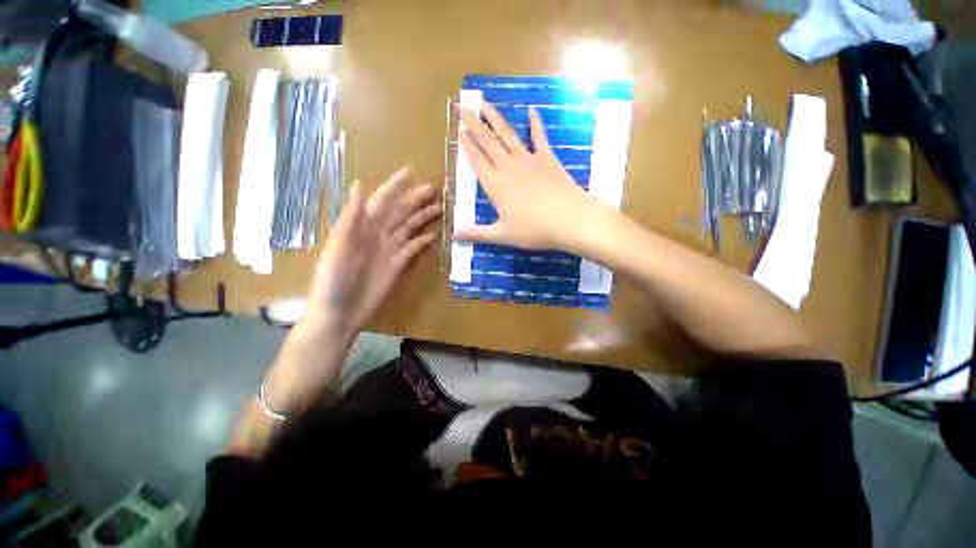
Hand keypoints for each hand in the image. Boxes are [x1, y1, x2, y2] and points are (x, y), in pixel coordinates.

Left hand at [306, 166, 440, 337]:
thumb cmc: (333, 280)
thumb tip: (359, 186)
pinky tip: (433, 235)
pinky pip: (412, 248)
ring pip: (409, 227)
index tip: (410, 171)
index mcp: (362, 227)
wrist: (340, 313)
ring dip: (423, 217)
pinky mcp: (398, 264)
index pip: (382, 200)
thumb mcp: (338, 247)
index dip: (395, 186)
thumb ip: (350, 219)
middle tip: (434, 188)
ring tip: (439, 207)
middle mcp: (378, 234)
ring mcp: (389, 249)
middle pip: (400, 212)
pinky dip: (422, 241)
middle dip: (415, 199)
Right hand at [456, 103, 603, 250]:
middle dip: (474, 124)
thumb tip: (454, 236)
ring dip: (495, 118)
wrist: (568, 219)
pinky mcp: (547, 158)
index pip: (476, 160)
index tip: (458, 130)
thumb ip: (477, 234)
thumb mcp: (502, 235)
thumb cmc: (533, 230)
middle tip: (463, 107)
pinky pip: (539, 137)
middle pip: (487, 142)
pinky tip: (531, 110)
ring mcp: (528, 159)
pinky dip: (535, 123)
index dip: (467, 145)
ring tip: (484, 103)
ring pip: (507, 134)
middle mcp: (508, 167)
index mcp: (495, 184)